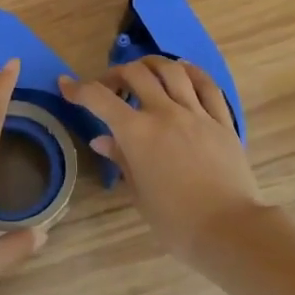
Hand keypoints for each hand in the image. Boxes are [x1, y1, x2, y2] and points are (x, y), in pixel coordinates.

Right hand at [61, 57, 272, 263]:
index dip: (78, 88)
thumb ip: (121, 160)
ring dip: (152, 64)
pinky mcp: (222, 120)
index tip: (66, 84)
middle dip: (116, 73)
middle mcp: (165, 112)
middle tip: (110, 87)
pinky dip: (191, 72)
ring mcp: (197, 113)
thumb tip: (102, 140)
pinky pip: (207, 85)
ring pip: (172, 70)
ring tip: (144, 71)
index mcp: (137, 133)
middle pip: (136, 73)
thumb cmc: (175, 221)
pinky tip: (183, 71)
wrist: (228, 229)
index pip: (100, 99)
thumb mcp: (139, 194)